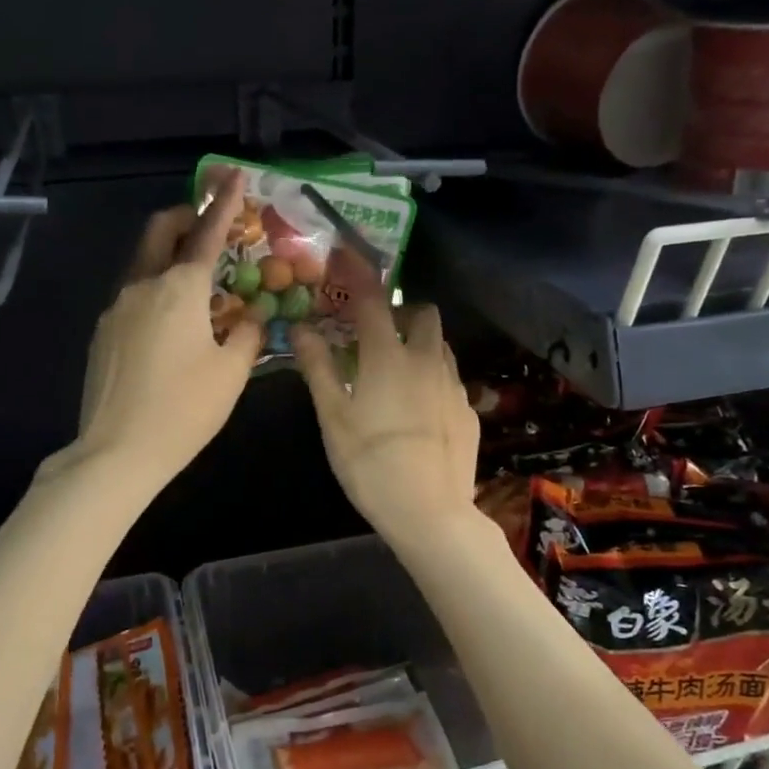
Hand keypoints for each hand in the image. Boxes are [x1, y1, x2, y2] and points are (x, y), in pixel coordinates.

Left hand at [61, 172, 263, 491]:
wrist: (116, 452)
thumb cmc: (184, 410)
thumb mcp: (231, 373)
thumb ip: (246, 334)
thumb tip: (251, 315)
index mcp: (179, 289)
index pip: (206, 233)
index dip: (223, 202)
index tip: (233, 175)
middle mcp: (142, 287)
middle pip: (159, 232)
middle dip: (185, 217)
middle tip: (208, 225)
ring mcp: (115, 309)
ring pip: (144, 265)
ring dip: (169, 258)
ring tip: (197, 286)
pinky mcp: (102, 334)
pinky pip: (133, 298)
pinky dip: (156, 293)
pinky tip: (171, 327)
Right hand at [292, 288, 479, 545]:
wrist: (430, 513)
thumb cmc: (370, 464)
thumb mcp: (333, 418)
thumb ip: (318, 368)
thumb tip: (300, 328)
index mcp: (387, 358)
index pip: (372, 301)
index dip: (358, 273)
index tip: (345, 255)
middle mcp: (426, 361)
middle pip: (422, 313)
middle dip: (400, 311)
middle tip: (376, 332)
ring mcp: (453, 386)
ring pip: (440, 345)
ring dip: (418, 342)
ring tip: (396, 369)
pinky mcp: (469, 411)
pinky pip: (450, 379)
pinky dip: (432, 378)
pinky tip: (418, 409)